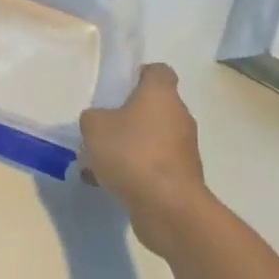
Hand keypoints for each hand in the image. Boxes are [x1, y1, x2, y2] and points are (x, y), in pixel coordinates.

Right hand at [80, 63, 209, 254]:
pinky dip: (138, 170)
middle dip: (129, 116)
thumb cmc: (132, 153)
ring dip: (132, 145)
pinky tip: (112, 183)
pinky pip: (156, 165)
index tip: (118, 89)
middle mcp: (179, 116)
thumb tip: (99, 121)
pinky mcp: (184, 176)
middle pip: (154, 106)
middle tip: (103, 127)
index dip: (138, 75)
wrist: (168, 207)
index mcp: (161, 94)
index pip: (158, 71)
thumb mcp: (94, 127)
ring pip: (153, 138)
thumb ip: (93, 117)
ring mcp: (185, 148)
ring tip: (101, 161)